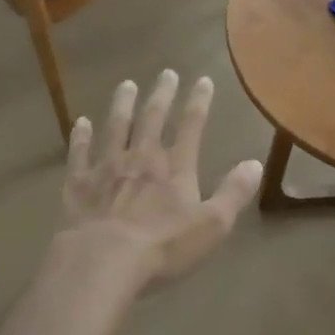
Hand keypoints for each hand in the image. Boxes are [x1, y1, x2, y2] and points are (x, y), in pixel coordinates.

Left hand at [63, 71, 261, 284]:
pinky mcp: (78, 183)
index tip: (203, 80)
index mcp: (176, 167)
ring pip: (116, 127)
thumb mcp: (212, 225)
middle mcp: (142, 157)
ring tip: (126, 85)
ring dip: (122, 105)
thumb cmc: (163, 246)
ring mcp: (107, 167)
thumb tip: (255, 164)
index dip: (199, 101)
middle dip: (162, 94)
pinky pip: (80, 153)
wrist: (102, 261)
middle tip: (166, 73)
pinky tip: (80, 122)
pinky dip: (81, 137)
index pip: (192, 125)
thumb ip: (234, 193)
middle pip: (153, 118)